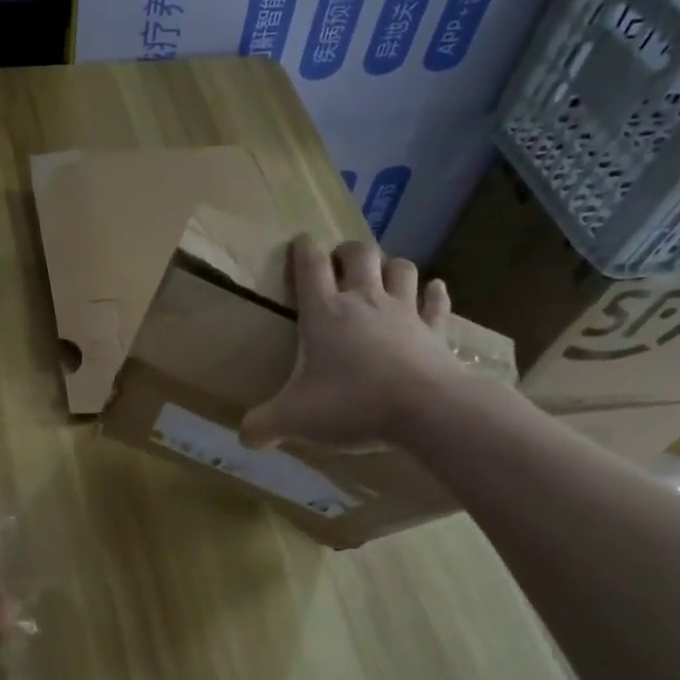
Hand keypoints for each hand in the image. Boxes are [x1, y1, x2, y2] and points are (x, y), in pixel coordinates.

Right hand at [240, 236, 463, 451]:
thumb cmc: (352, 404)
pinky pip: (436, 301)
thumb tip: (244, 437)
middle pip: (360, 254)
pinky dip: (433, 293)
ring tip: (381, 275)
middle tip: (339, 264)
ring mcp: (404, 312)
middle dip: (348, 252)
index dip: (303, 249)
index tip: (299, 243)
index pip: (311, 264)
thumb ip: (263, 425)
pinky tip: (433, 290)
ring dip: (389, 265)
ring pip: (400, 268)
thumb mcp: (294, 419)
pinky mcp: (435, 330)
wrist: (426, 410)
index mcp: (324, 313)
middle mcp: (364, 301)